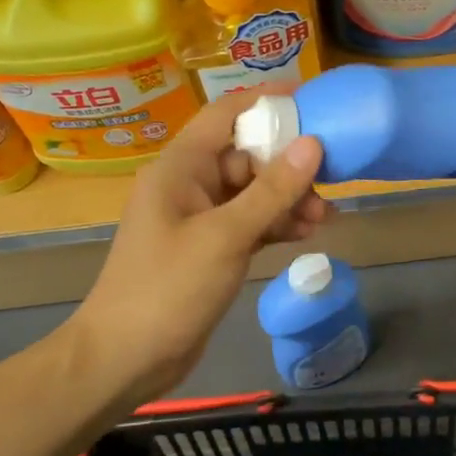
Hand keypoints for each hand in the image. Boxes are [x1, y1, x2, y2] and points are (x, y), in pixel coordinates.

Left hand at [67, 89, 327, 407]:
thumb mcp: (225, 237)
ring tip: (323, 218)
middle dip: (289, 167)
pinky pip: (249, 222)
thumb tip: (313, 144)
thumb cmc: (168, 288)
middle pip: (247, 156)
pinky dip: (275, 225)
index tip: (312, 98)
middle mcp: (189, 184)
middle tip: (329, 183)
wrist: (126, 358)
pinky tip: (306, 234)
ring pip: (253, 193)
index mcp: (180, 167)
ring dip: (288, 200)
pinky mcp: (210, 248)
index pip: (226, 114)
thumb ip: (271, 191)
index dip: (267, 101)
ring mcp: (200, 218)